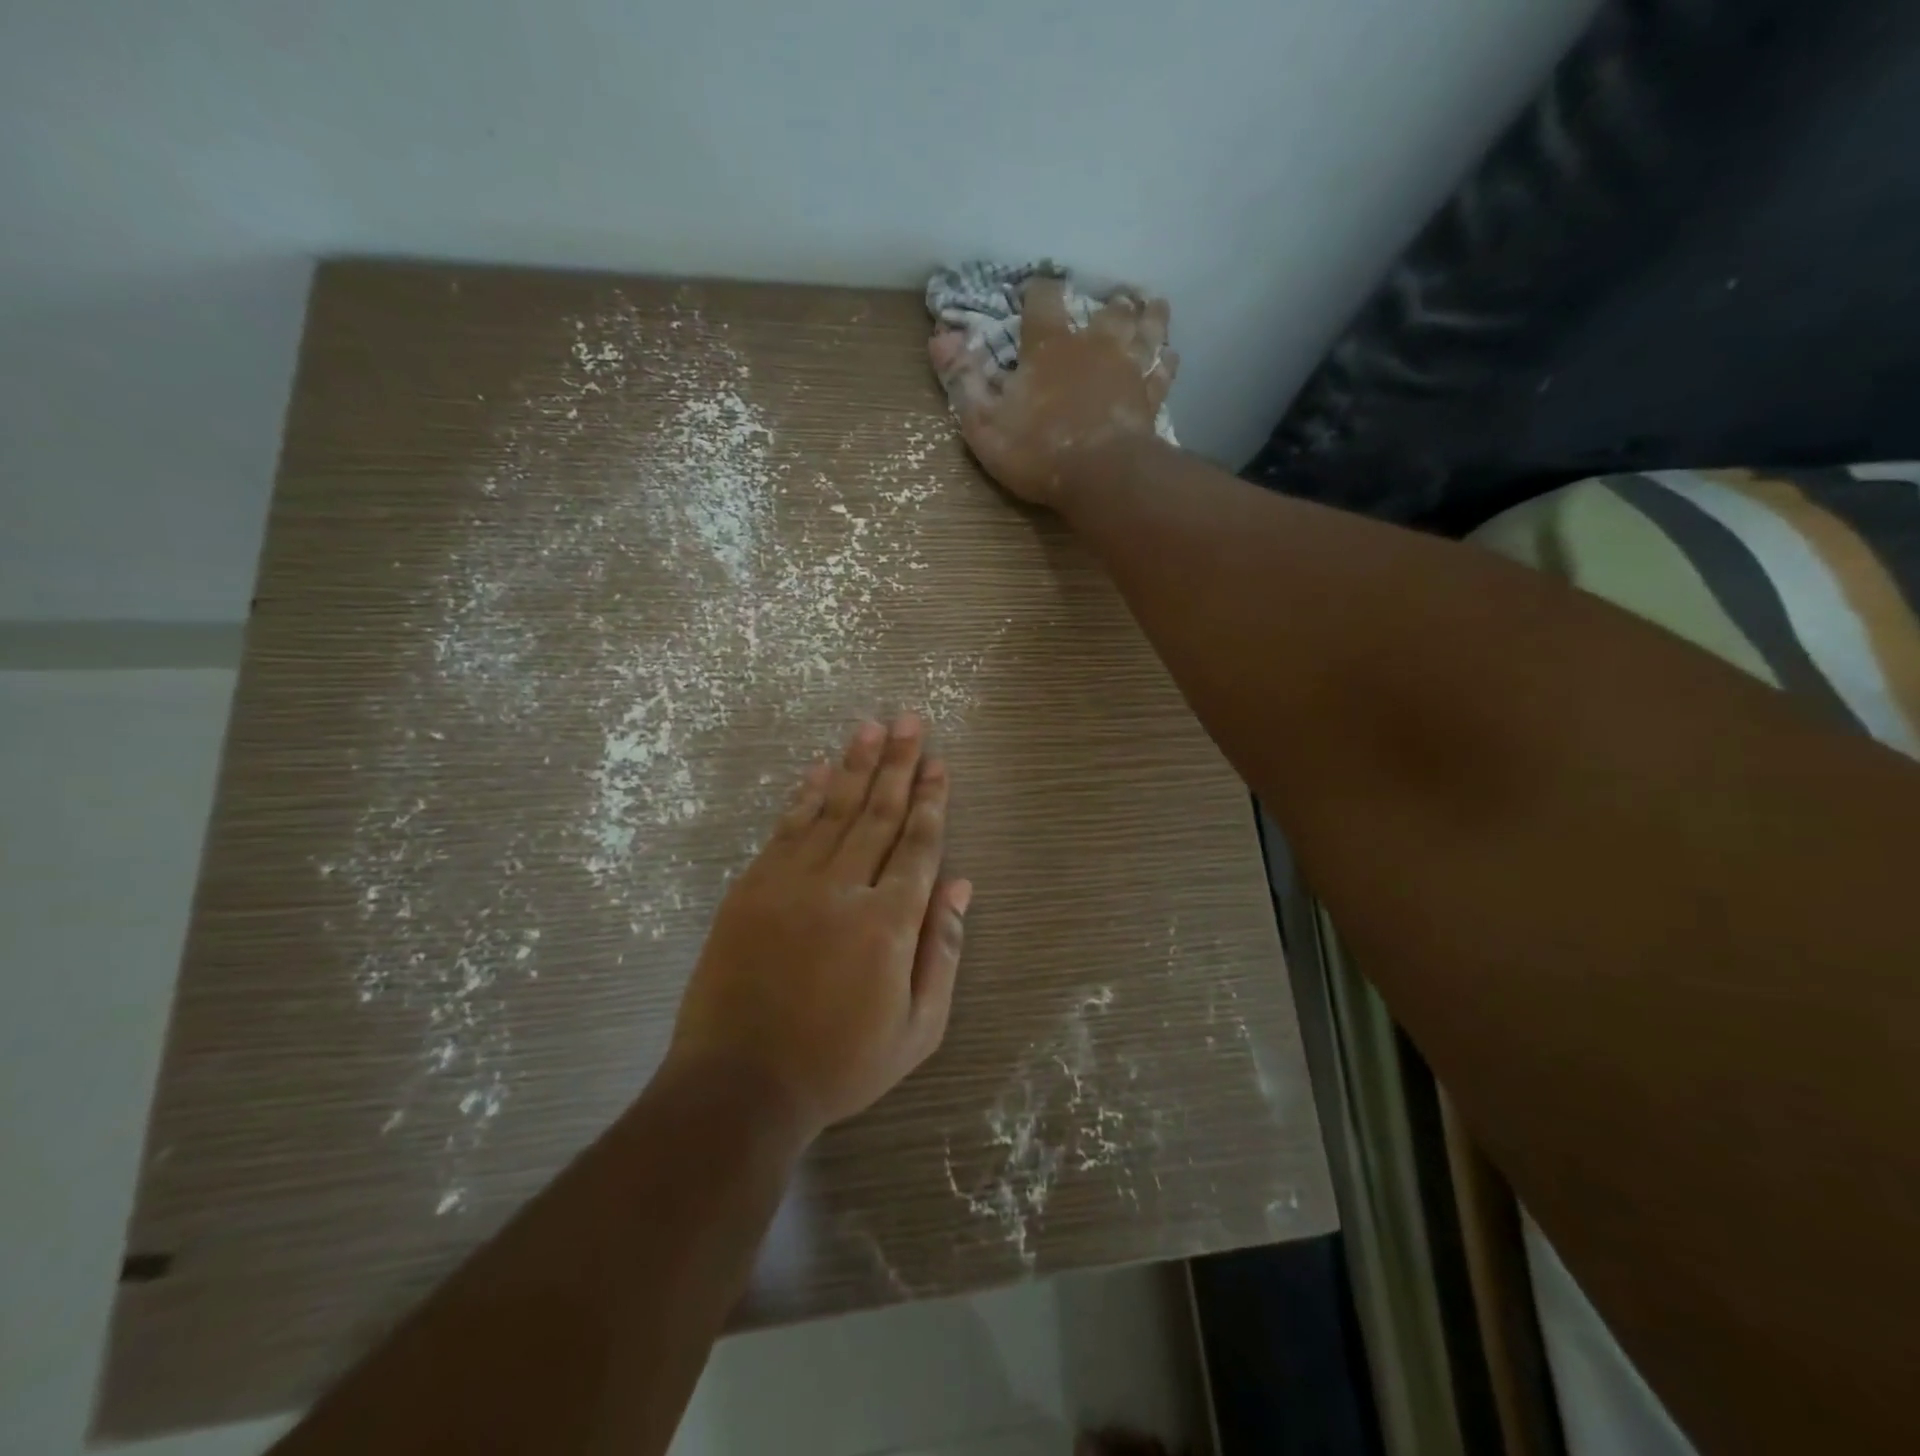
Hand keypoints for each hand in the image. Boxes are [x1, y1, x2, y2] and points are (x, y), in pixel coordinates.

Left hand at [664, 715, 971, 1139]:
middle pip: (878, 813)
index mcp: (889, 922)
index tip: (939, 763)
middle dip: (898, 763)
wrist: (739, 1085)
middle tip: (910, 720)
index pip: (918, 845)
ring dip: (854, 765)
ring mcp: (791, 883)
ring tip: (870, 726)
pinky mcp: (752, 888)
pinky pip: (785, 829)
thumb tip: (962, 886)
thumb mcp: (918, 1028)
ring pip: (831, 809)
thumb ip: (943, 950)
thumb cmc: (841, 1064)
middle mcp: (843, 888)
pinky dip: (804, 796)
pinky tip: (818, 769)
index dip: (931, 800)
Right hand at [929, 277, 1177, 507]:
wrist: (1100, 478)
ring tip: (1151, 306)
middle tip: (1110, 301)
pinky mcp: (1150, 399)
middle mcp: (1095, 345)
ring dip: (1149, 316)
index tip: (1034, 292)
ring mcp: (1128, 370)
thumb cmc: (1037, 451)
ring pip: (1147, 329)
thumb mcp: (984, 421)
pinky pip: (1163, 372)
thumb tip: (939, 337)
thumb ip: (963, 379)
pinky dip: (1165, 362)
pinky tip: (1167, 357)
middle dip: (1107, 303)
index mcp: (1050, 345)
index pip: (1044, 298)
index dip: (1038, 291)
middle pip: (1109, 309)